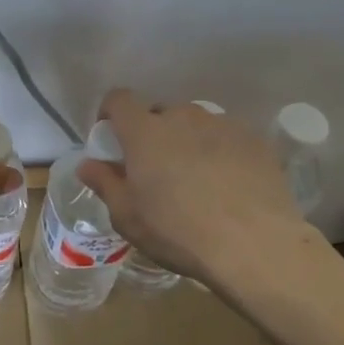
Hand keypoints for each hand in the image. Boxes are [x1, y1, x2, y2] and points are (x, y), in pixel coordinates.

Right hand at [77, 88, 306, 286]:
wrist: (255, 245)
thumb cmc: (178, 231)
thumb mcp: (128, 217)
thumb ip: (105, 183)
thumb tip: (88, 164)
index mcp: (144, 131)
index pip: (119, 99)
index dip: (111, 112)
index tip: (112, 135)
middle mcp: (182, 116)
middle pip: (159, 113)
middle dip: (152, 133)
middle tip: (156, 168)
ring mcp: (222, 124)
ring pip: (195, 124)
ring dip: (188, 141)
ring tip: (197, 178)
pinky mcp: (254, 139)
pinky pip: (227, 137)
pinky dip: (220, 152)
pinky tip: (228, 184)